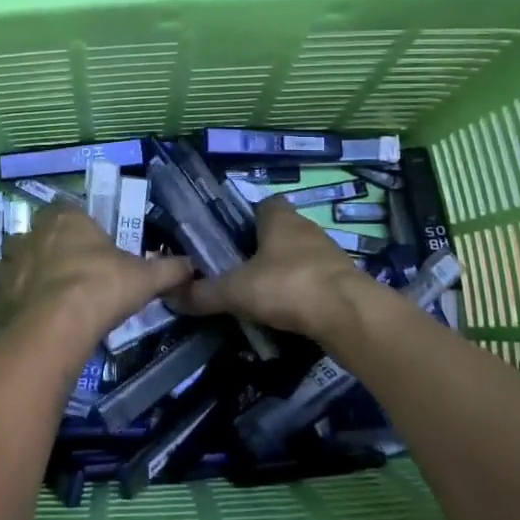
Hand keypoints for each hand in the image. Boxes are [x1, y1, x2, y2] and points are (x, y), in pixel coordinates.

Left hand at [0, 205, 192, 344]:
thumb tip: (192, 265)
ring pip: (18, 262)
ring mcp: (9, 265)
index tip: (90, 244)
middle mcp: (31, 234)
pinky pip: (7, 294)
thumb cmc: (102, 287)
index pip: (67, 208)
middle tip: (73, 271)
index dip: (77, 225)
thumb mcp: (144, 277)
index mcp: (65, 218)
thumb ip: (168, 269)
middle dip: (51, 248)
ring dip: (30, 273)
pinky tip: (35, 319)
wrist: (56, 326)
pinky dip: (19, 303)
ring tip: (51, 297)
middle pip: (39, 234)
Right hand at [172, 196, 371, 338]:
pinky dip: (303, 293)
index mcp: (279, 218)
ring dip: (285, 271)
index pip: (264, 205)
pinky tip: (288, 312)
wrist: (349, 314)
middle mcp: (307, 229)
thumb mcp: (235, 290)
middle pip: (282, 231)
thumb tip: (170, 297)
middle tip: (240, 270)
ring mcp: (330, 255)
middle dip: (264, 248)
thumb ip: (203, 293)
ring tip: (262, 295)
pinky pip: (316, 281)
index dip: (249, 218)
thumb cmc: (287, 285)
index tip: (232, 238)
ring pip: (301, 256)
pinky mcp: (344, 281)